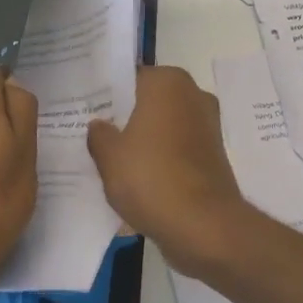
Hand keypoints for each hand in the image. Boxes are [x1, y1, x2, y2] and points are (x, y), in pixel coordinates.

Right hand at [87, 66, 250, 279]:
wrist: (203, 225)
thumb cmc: (151, 178)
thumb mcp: (109, 156)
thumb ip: (99, 135)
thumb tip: (99, 125)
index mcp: (168, 83)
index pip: (130, 77)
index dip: (107, 93)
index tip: (88, 110)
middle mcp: (193, 95)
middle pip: (149, 101)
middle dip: (126, 116)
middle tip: (95, 134)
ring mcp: (208, 125)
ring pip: (164, 126)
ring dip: (144, 139)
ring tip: (113, 159)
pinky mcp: (214, 155)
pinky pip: (178, 148)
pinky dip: (161, 158)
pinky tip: (138, 178)